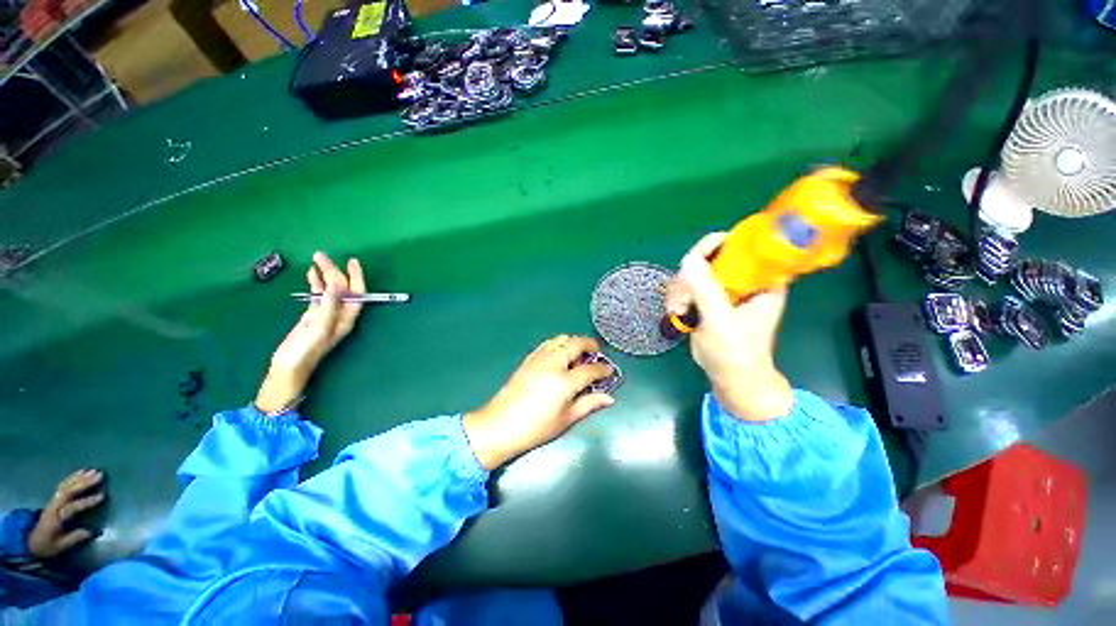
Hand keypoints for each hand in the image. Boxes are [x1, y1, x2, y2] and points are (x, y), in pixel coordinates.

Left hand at [27, 469, 104, 559]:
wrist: (32, 541)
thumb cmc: (48, 545)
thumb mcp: (60, 546)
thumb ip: (74, 538)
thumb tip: (91, 532)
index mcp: (56, 518)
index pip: (72, 507)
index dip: (87, 501)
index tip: (103, 496)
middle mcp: (54, 506)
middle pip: (68, 491)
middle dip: (84, 483)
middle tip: (100, 475)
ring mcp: (53, 501)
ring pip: (66, 486)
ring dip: (80, 478)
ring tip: (94, 471)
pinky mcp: (54, 498)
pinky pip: (63, 485)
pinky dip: (73, 477)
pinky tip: (82, 472)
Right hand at [255, 252, 365, 413]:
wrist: (287, 368)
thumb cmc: (306, 351)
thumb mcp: (319, 327)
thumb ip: (329, 306)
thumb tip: (337, 284)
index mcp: (347, 317)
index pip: (358, 293)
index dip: (357, 277)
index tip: (352, 261)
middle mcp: (340, 315)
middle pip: (343, 289)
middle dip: (335, 272)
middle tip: (321, 256)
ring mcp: (326, 315)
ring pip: (330, 290)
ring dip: (324, 275)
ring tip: (315, 259)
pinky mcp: (312, 316)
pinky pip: (318, 296)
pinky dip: (315, 284)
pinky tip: (311, 274)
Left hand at [463, 335, 614, 469]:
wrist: (500, 425)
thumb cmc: (536, 427)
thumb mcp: (566, 419)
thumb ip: (589, 404)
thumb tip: (609, 398)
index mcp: (565, 380)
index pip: (590, 369)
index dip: (603, 369)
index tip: (609, 371)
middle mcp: (553, 363)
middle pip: (576, 344)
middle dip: (590, 345)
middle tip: (597, 352)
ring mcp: (539, 358)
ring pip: (561, 339)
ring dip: (574, 341)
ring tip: (580, 352)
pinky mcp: (528, 359)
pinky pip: (547, 343)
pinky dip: (559, 343)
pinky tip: (560, 353)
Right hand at [665, 233, 792, 421]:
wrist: (731, 377)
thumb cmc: (737, 352)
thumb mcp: (721, 320)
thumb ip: (706, 290)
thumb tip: (688, 259)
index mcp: (762, 279)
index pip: (741, 245)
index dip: (716, 245)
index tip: (694, 259)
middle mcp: (745, 279)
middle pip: (712, 256)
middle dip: (691, 274)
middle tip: (681, 294)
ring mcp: (725, 288)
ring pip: (695, 271)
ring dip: (680, 287)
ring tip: (677, 308)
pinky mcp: (709, 299)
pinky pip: (688, 284)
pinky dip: (677, 295)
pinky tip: (675, 310)